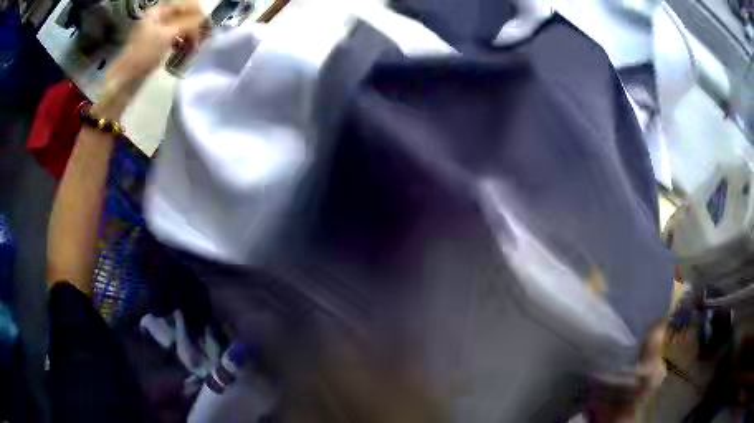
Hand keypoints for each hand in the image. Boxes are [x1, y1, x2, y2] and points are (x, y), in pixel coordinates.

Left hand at [95, 0, 206, 118]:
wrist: (125, 80)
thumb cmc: (144, 55)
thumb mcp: (168, 35)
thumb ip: (189, 24)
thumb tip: (206, 20)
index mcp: (159, 11)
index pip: (186, 5)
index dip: (198, 13)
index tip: (208, 25)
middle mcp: (158, 18)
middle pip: (184, 16)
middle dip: (195, 26)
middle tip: (204, 38)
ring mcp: (157, 32)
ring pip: (181, 29)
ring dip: (190, 36)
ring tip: (194, 48)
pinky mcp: (156, 46)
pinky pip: (175, 40)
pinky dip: (182, 44)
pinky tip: (186, 52)